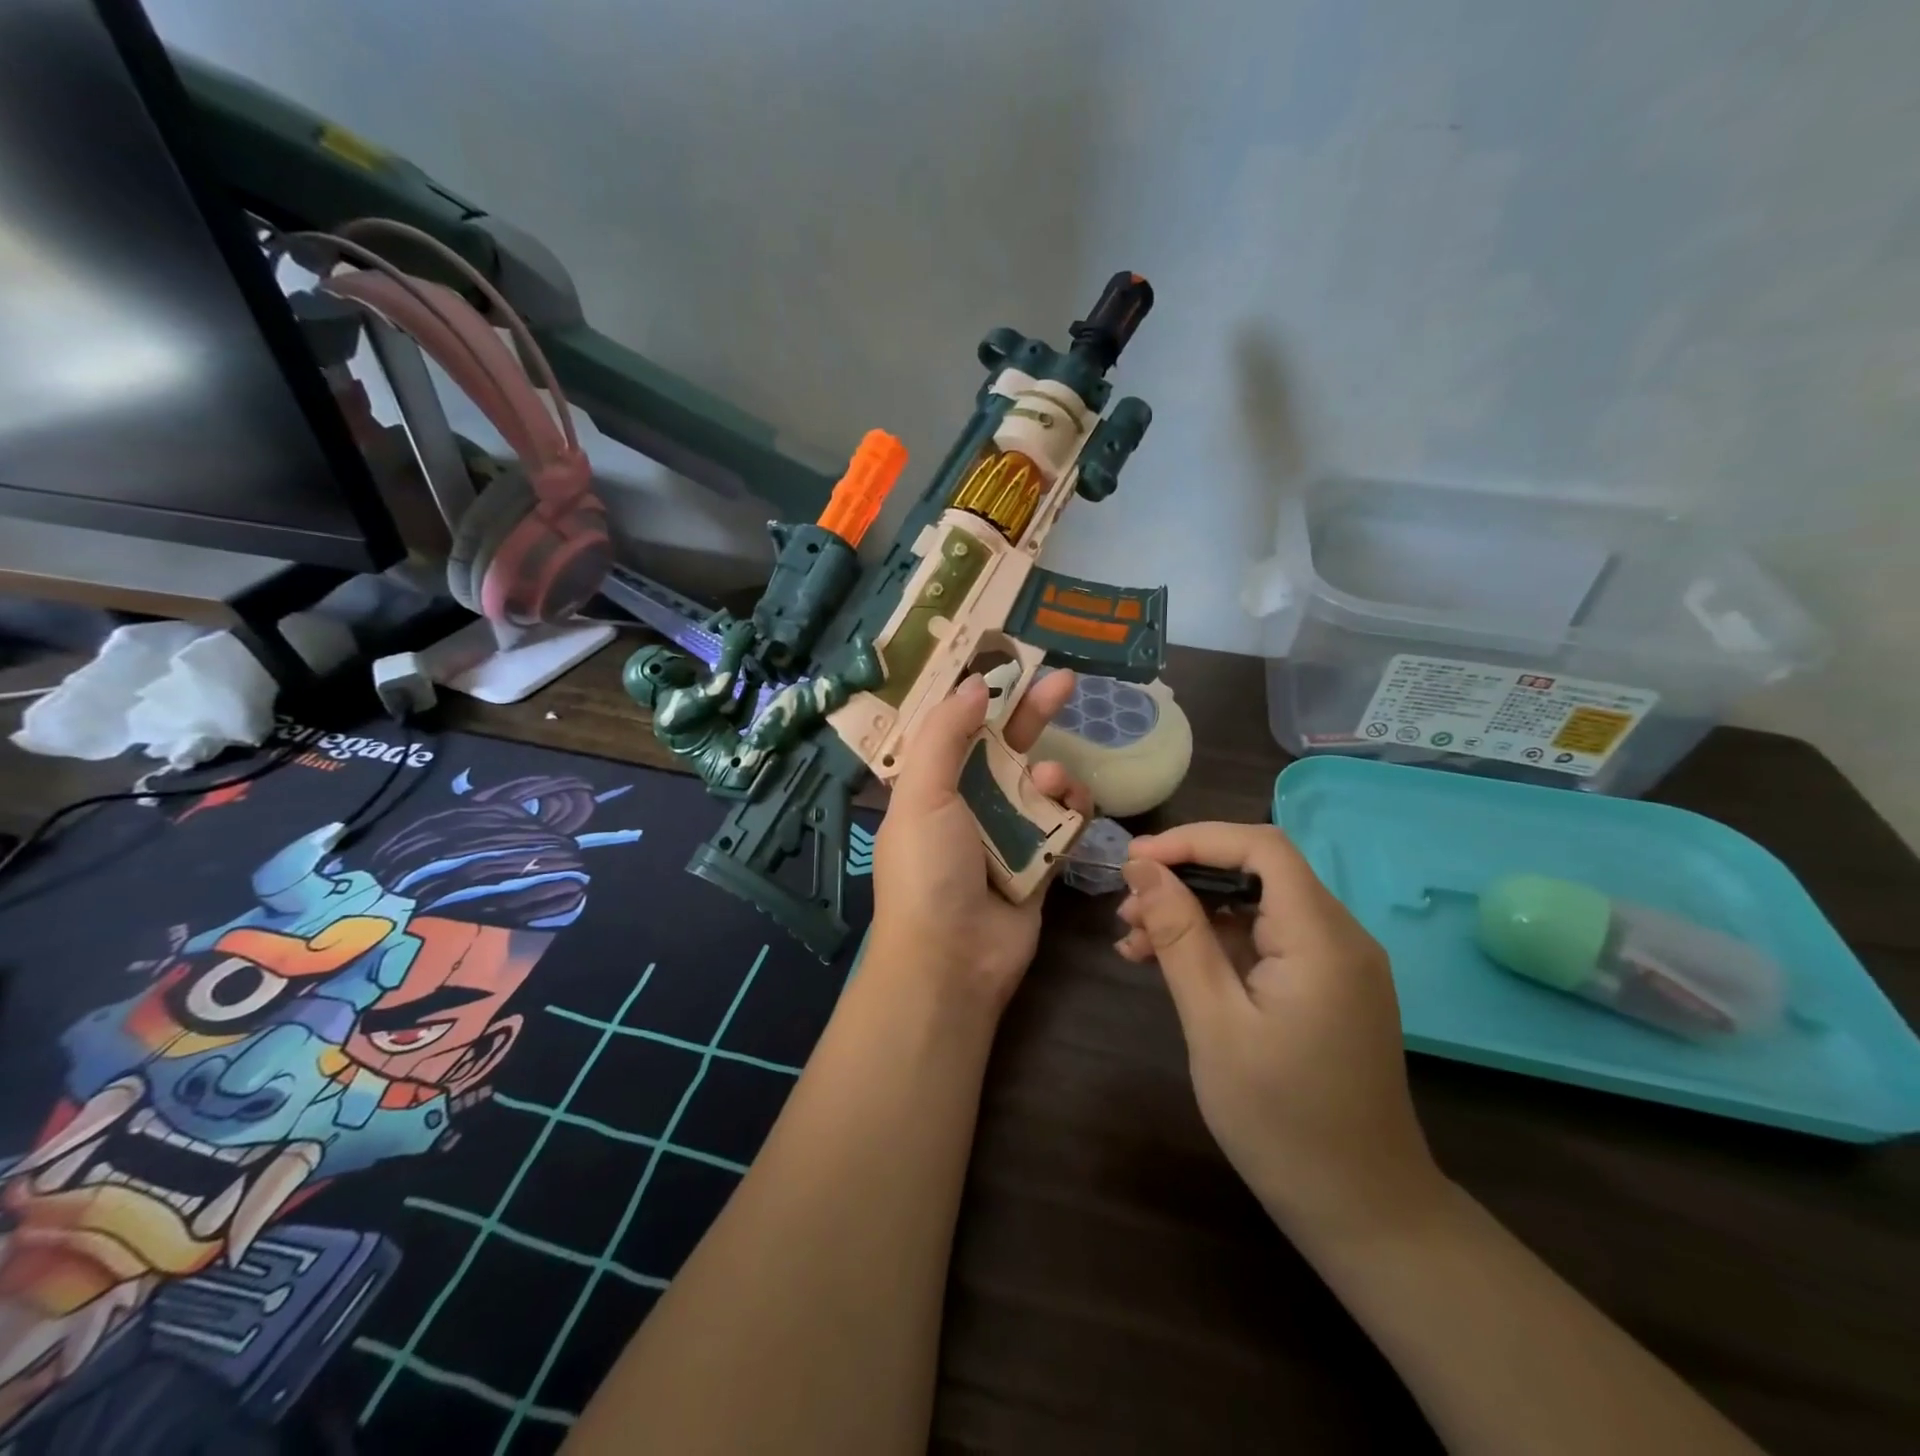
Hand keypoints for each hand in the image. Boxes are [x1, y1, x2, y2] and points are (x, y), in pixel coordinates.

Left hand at [870, 672, 1089, 1012]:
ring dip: (1051, 771)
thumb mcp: (923, 794)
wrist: (953, 960)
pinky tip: (1069, 804)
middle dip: (1033, 712)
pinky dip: (1070, 807)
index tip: (1007, 660)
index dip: (980, 694)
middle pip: (1005, 745)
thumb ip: (946, 734)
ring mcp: (1006, 831)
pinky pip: (1063, 820)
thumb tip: (973, 683)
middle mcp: (968, 802)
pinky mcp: (1040, 859)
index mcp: (932, 784)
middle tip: (1065, 681)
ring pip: (1040, 781)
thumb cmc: (928, 870)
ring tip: (1046, 781)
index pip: (957, 726)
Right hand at [1116, 822, 1447, 1250]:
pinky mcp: (1327, 987)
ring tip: (1134, 941)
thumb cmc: (1281, 1121)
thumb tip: (1142, 868)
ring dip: (1194, 913)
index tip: (1134, 860)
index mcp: (1322, 939)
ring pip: (1256, 906)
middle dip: (1185, 878)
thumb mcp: (1214, 1023)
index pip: (1261, 847)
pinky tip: (1168, 964)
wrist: (1363, 1212)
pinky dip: (1216, 943)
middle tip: (1125, 908)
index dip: (1194, 839)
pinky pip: (1266, 941)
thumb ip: (1180, 936)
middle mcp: (1340, 937)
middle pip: (1257, 872)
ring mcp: (1337, 963)